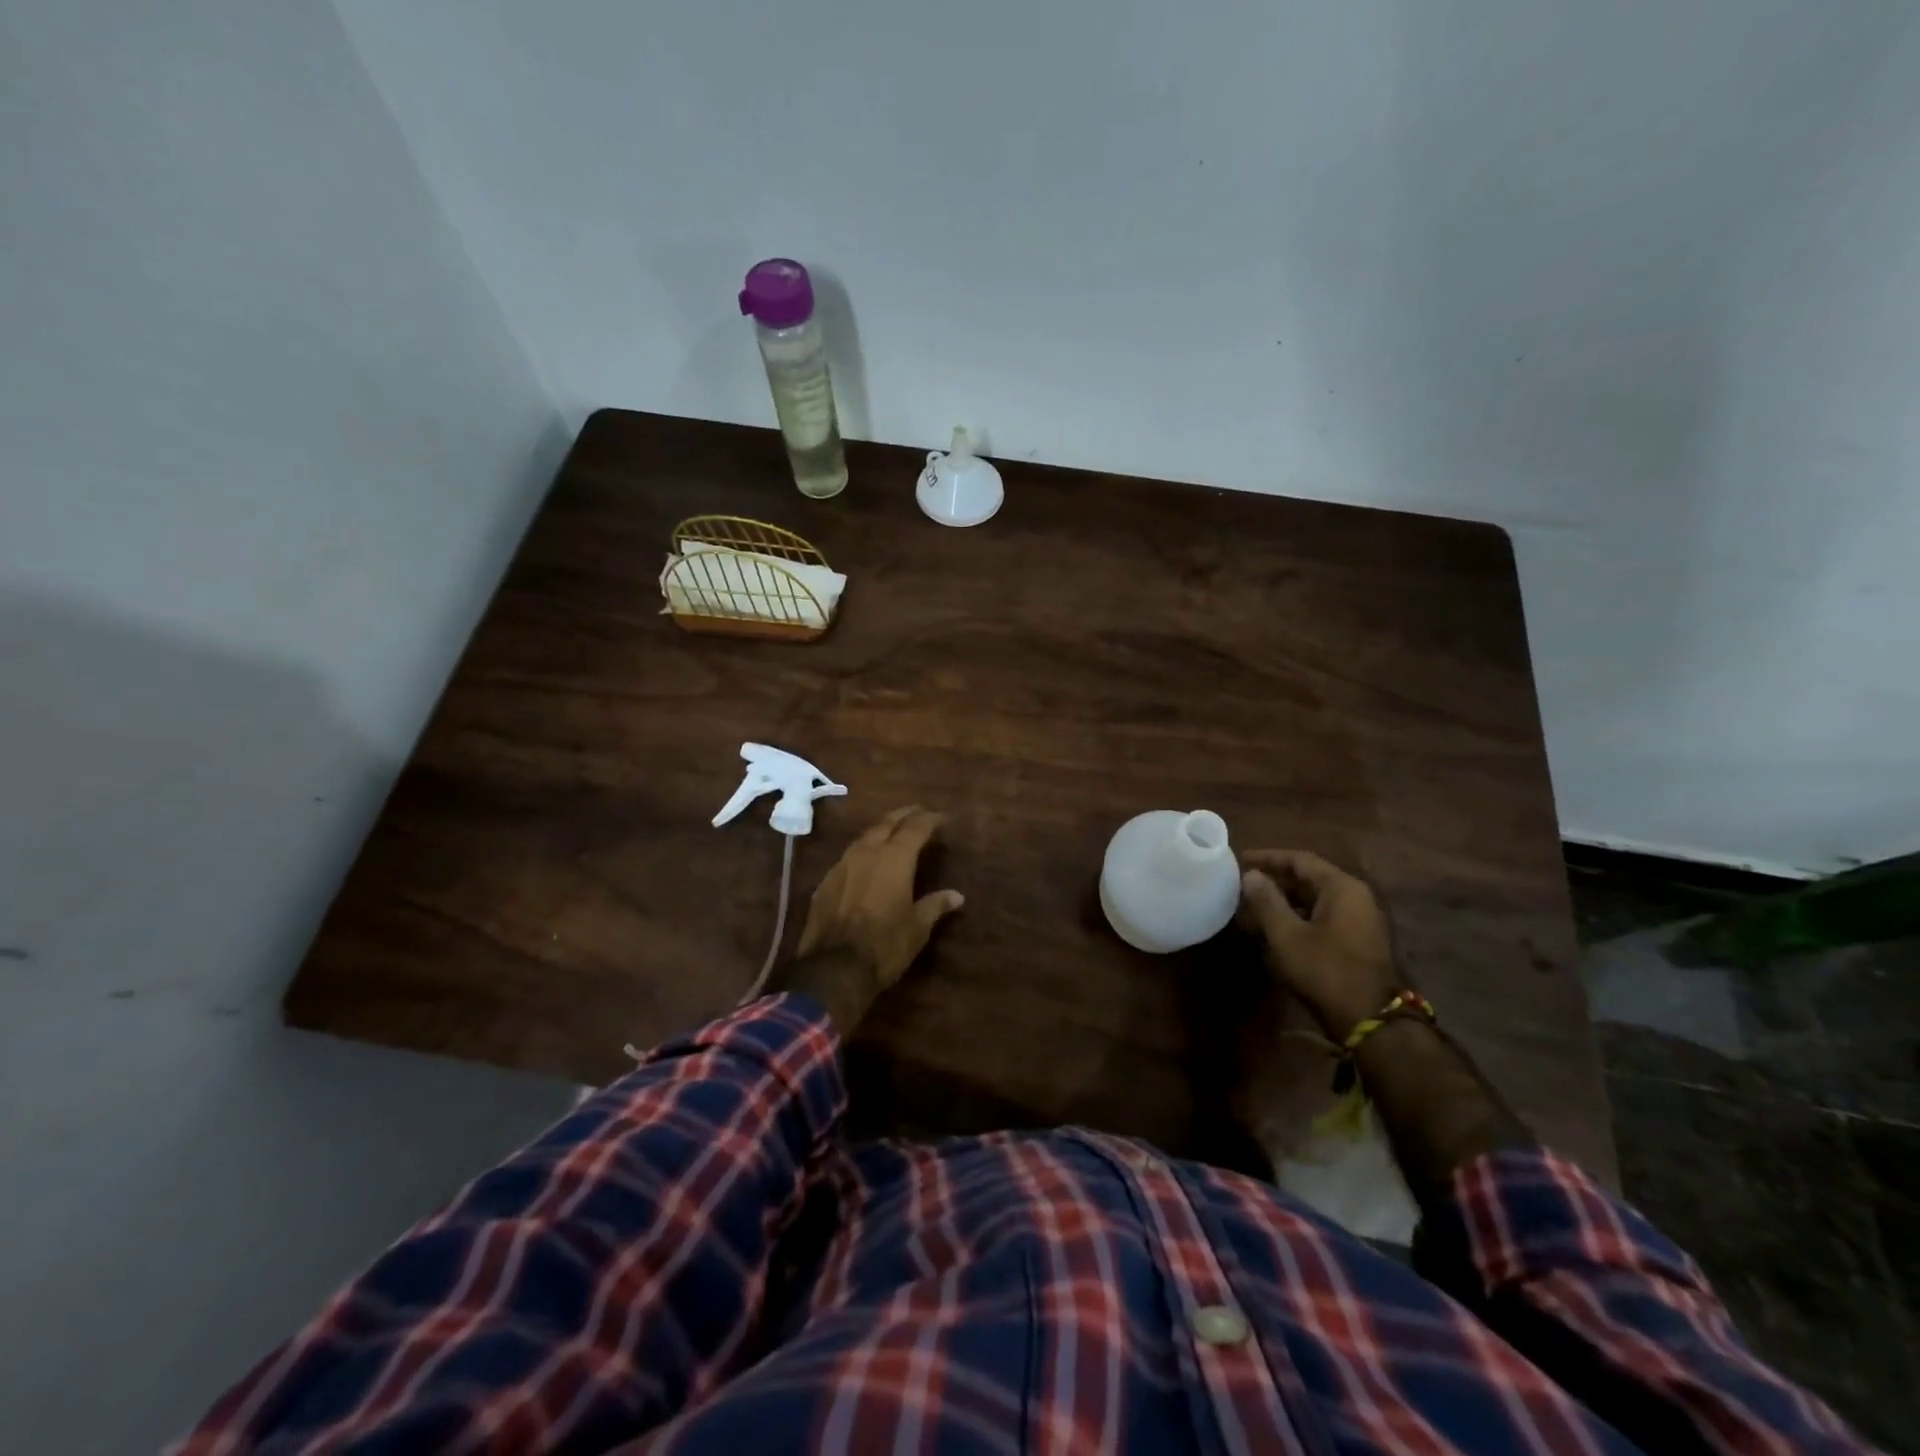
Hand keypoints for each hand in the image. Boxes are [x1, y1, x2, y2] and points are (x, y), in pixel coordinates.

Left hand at [768, 806, 964, 1031]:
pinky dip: (863, 851)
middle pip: (887, 822)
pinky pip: (848, 856)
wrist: (833, 968)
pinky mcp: (825, 881)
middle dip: (905, 815)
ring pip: (864, 836)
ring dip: (881, 830)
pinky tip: (866, 861)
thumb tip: (957, 896)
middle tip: (918, 812)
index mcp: (895, 858)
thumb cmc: (885, 945)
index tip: (942, 818)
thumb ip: (935, 905)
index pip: (916, 828)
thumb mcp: (918, 928)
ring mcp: (842, 864)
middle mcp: (867, 852)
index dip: (930, 820)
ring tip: (892, 831)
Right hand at [1237, 849, 1401, 1040]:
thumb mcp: (1286, 935)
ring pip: (1316, 900)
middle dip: (1275, 881)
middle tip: (1244, 885)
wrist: (1370, 1021)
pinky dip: (1298, 918)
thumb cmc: (1325, 970)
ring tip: (1254, 908)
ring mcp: (1361, 921)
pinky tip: (1276, 930)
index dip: (1269, 858)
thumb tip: (1251, 875)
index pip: (1301, 860)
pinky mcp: (1358, 942)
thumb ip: (1266, 901)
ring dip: (1285, 902)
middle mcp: (1356, 898)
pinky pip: (1323, 918)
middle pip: (1310, 879)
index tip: (1241, 859)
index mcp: (1342, 888)